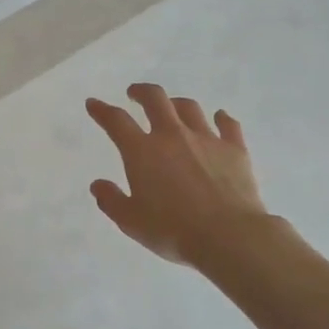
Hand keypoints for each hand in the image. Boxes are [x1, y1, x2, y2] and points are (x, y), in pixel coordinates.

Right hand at [86, 83, 280, 268]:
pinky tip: (220, 117)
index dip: (102, 110)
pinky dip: (222, 118)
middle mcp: (172, 136)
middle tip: (135, 94)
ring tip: (172, 108)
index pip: (116, 121)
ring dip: (176, 104)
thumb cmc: (173, 230)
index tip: (94, 103)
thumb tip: (98, 185)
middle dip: (141, 92)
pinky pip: (228, 125)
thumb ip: (111, 200)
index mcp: (142, 151)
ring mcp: (206, 139)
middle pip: (155, 99)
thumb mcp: (131, 221)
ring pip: (189, 108)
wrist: (228, 236)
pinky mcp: (235, 149)